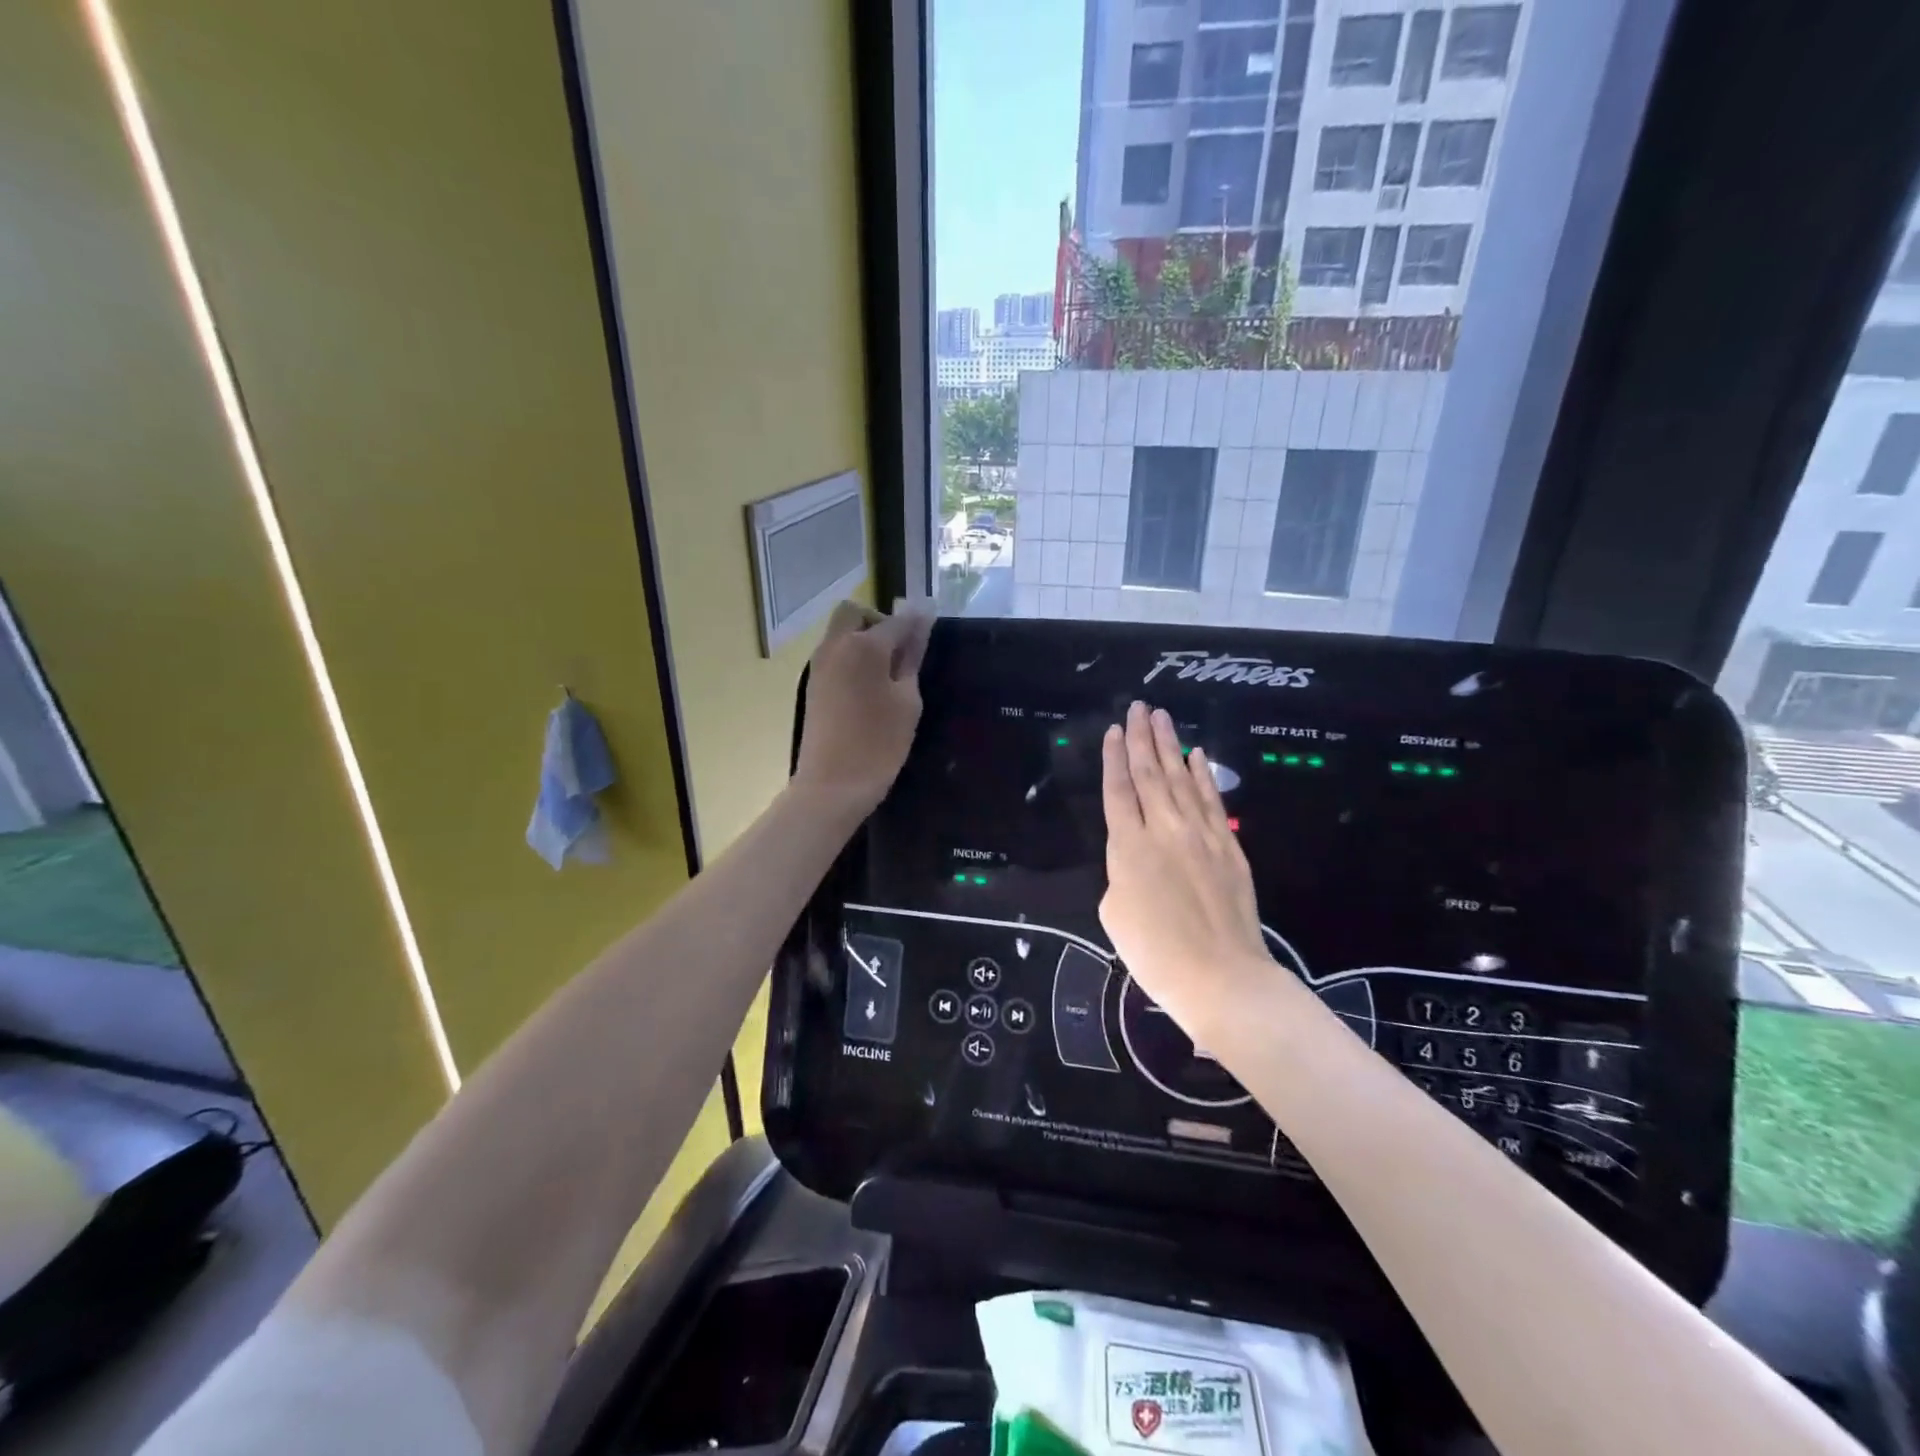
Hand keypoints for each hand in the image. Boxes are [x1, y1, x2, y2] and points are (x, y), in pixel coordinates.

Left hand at [794, 602, 930, 812]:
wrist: (832, 785)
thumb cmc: (879, 743)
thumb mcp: (907, 701)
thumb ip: (912, 658)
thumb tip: (920, 624)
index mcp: (864, 646)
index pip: (896, 620)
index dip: (916, 623)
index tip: (930, 632)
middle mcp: (835, 645)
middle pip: (855, 613)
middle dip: (878, 622)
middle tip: (899, 653)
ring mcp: (818, 664)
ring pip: (840, 632)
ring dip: (863, 640)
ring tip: (887, 676)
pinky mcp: (812, 684)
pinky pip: (833, 654)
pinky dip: (851, 658)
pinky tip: (868, 689)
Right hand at [1099, 702, 1275, 1029]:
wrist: (1220, 977)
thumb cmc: (1155, 953)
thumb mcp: (1114, 912)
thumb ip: (1120, 873)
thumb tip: (1136, 859)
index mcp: (1128, 847)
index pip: (1118, 790)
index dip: (1113, 758)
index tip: (1112, 729)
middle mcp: (1165, 830)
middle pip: (1151, 774)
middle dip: (1141, 738)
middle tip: (1139, 707)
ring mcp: (1202, 835)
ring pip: (1183, 779)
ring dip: (1171, 745)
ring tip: (1163, 717)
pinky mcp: (1230, 847)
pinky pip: (1213, 801)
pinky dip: (1204, 775)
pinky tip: (1198, 755)